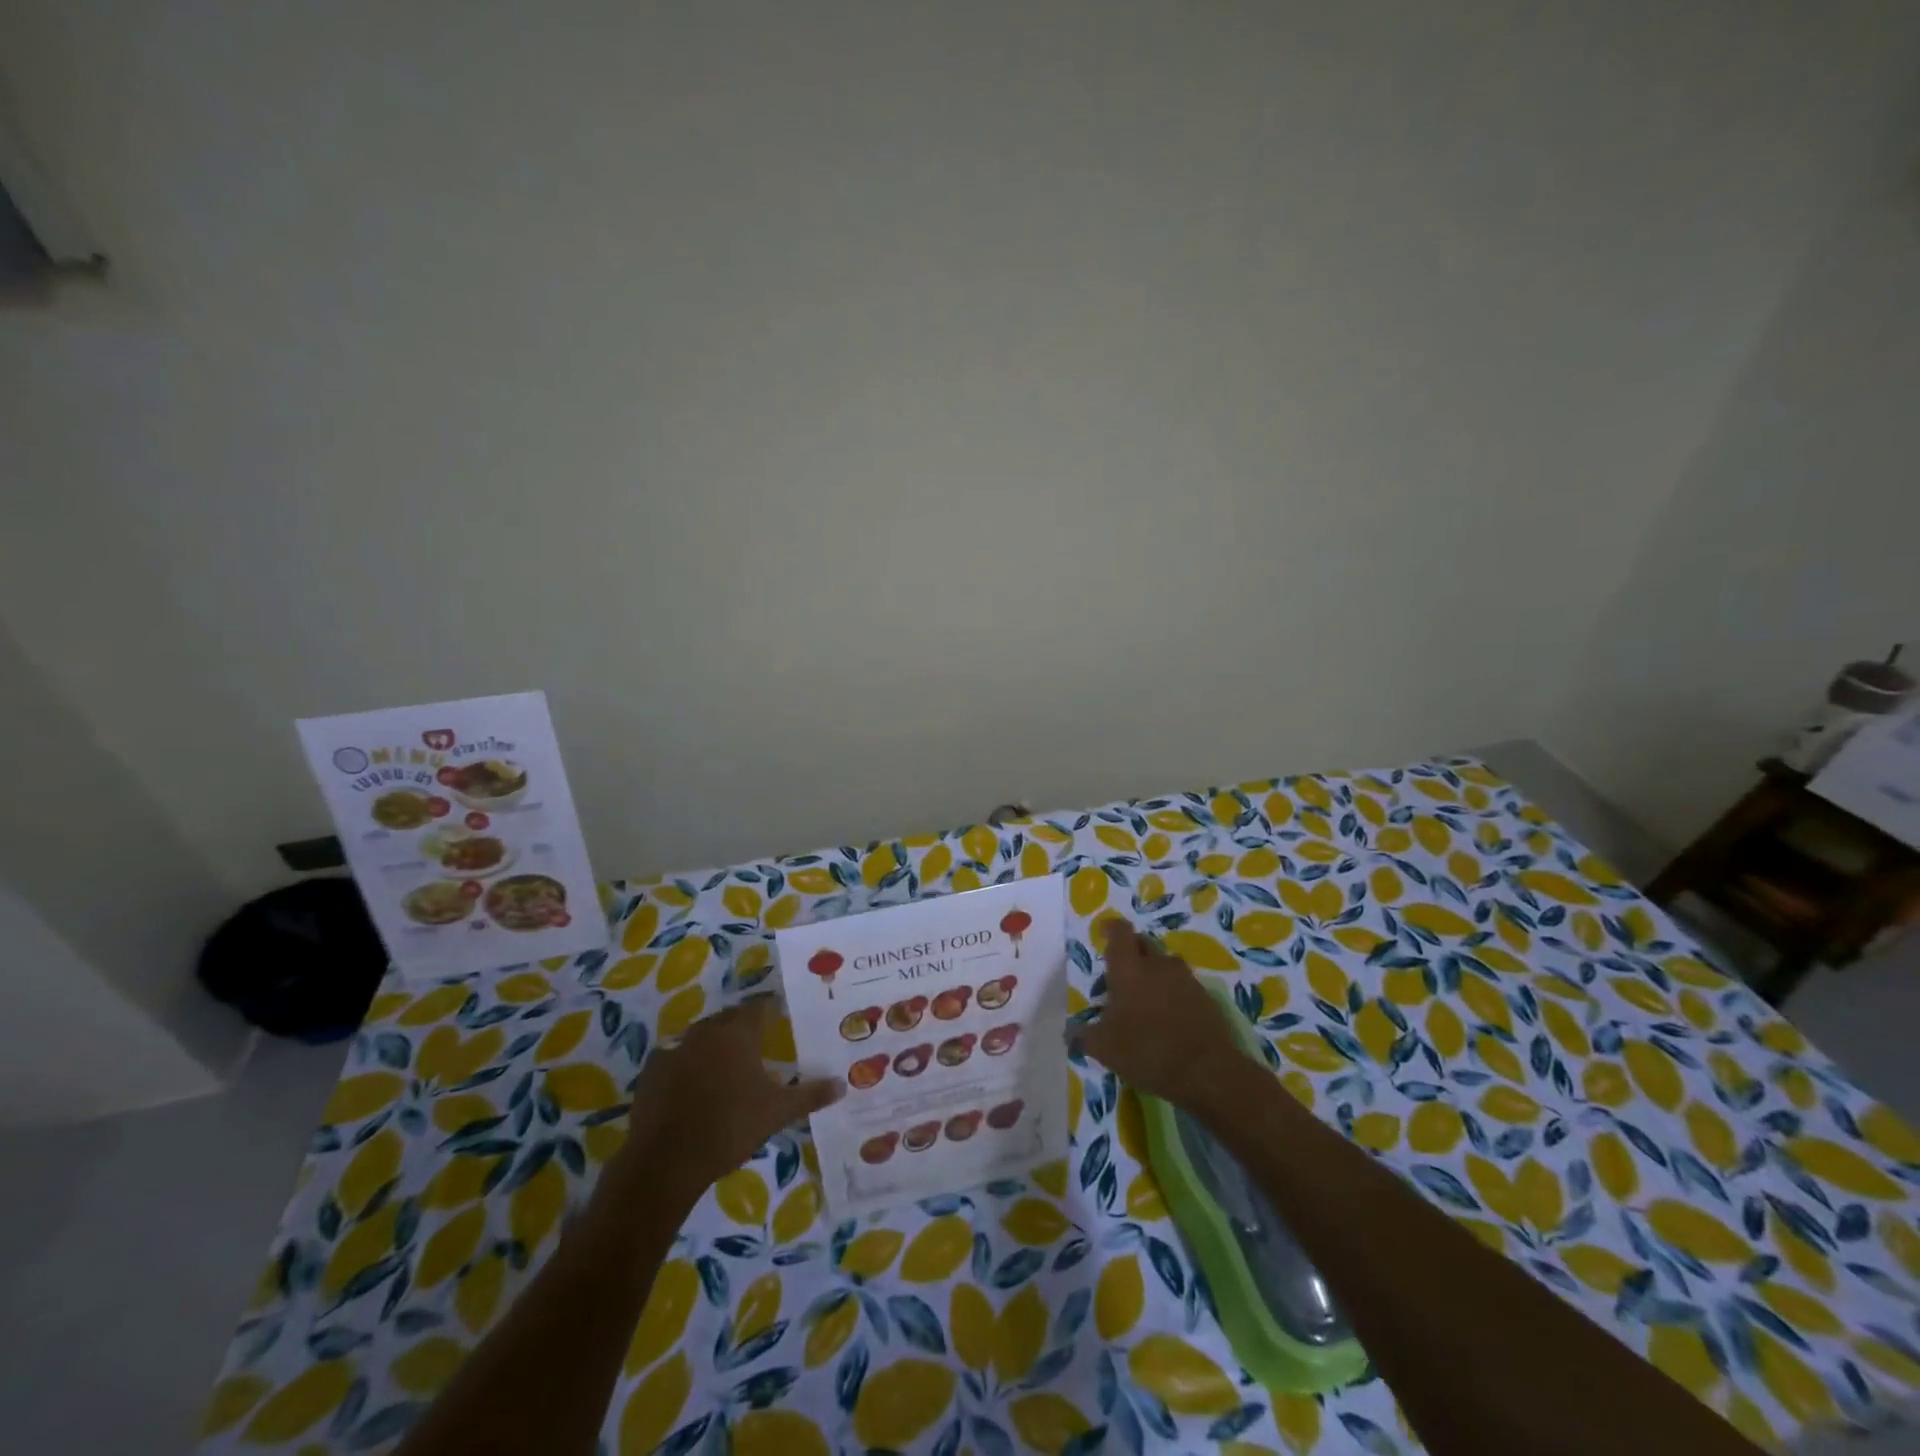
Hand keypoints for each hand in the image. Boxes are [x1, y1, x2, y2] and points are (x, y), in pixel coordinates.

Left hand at [614, 997, 840, 1203]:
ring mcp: (676, 1048)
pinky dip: (686, 1064)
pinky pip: (675, 1057)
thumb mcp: (777, 1112)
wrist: (667, 1160)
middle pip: (731, 1018)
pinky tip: (692, 1084)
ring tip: (729, 1063)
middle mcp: (708, 1030)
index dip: (772, 1007)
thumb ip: (810, 1095)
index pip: (761, 1005)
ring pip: (702, 1036)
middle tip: (760, 1039)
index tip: (783, 1012)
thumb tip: (842, 1084)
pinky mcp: (653, 1070)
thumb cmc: (730, 1126)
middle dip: (745, 1025)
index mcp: (739, 1032)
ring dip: (715, 1044)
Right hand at [1071, 919, 1244, 1111]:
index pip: (1120, 933)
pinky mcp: (1205, 998)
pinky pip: (1183, 985)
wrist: (1207, 1072)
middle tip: (1121, 971)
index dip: (1112, 928)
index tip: (1105, 931)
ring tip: (1145, 996)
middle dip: (1132, 950)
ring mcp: (1185, 979)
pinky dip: (1173, 992)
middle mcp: (1158, 965)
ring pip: (1166, 963)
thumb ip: (1084, 1036)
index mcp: (1129, 970)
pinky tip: (1169, 1016)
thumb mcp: (1105, 1049)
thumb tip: (1070, 1032)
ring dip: (1154, 971)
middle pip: (1143, 943)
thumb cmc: (1147, 1051)